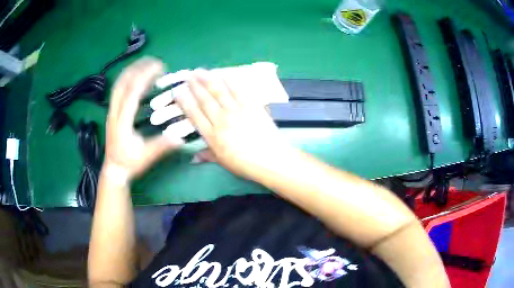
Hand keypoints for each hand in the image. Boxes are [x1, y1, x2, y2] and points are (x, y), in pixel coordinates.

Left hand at [104, 58, 183, 181]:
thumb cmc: (130, 163)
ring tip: (145, 63)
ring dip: (131, 71)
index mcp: (123, 122)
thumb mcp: (146, 157)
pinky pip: (117, 90)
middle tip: (154, 61)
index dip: (145, 77)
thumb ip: (161, 146)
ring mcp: (111, 111)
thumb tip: (180, 137)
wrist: (114, 169)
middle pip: (123, 83)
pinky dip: (126, 79)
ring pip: (118, 85)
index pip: (132, 93)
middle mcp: (115, 113)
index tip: (160, 67)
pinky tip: (134, 76)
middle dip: (138, 68)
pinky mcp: (112, 112)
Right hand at [175, 69, 291, 178]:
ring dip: (208, 80)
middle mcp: (221, 120)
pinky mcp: (251, 106)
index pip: (194, 115)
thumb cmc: (246, 165)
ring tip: (200, 71)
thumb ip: (207, 156)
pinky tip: (223, 73)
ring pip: (218, 92)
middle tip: (188, 76)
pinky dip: (231, 81)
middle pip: (204, 100)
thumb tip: (193, 158)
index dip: (185, 102)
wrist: (271, 161)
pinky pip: (239, 91)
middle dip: (194, 87)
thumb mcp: (223, 162)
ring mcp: (236, 112)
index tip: (178, 92)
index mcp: (212, 136)